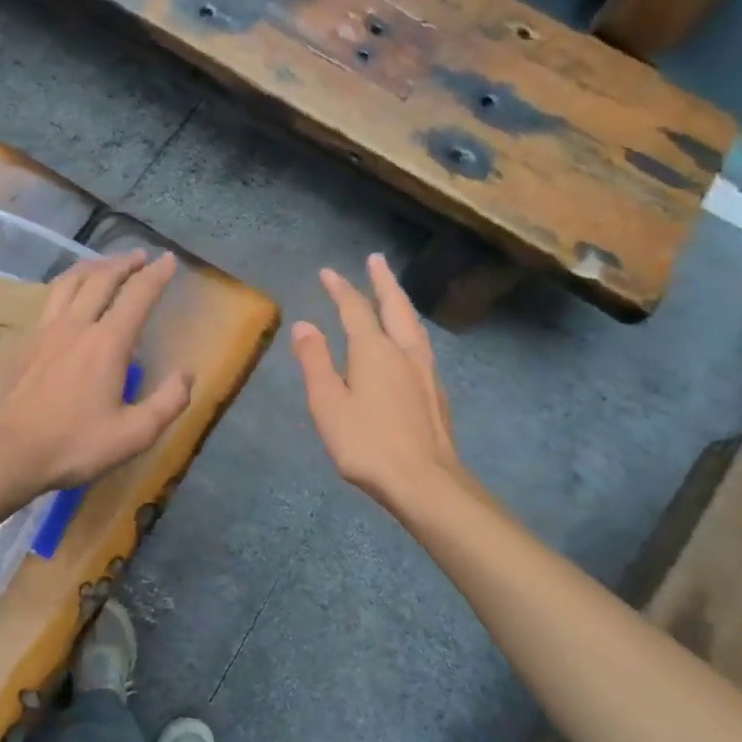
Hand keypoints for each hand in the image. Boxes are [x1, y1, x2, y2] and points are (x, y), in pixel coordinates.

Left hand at [0, 250, 192, 496]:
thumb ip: (168, 402)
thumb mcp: (135, 434)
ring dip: (93, 267)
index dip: (156, 275)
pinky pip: (50, 299)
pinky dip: (67, 286)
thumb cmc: (75, 444)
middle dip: (125, 263)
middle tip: (141, 256)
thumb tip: (187, 374)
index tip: (169, 259)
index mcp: (107, 343)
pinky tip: (68, 296)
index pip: (137, 296)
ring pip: (70, 282)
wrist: (9, 451)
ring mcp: (46, 331)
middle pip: (102, 279)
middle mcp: (77, 326)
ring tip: (105, 265)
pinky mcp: (27, 342)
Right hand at [291, 254, 467, 511]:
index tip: (329, 272)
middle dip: (383, 281)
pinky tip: (410, 342)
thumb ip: (315, 362)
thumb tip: (305, 326)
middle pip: (395, 306)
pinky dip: (411, 329)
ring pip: (413, 325)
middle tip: (376, 260)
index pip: (355, 309)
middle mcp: (403, 352)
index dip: (341, 289)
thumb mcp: (328, 404)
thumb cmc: (367, 443)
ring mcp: (425, 371)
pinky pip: (421, 345)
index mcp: (374, 351)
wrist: (425, 481)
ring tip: (394, 293)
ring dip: (401, 302)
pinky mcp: (436, 392)